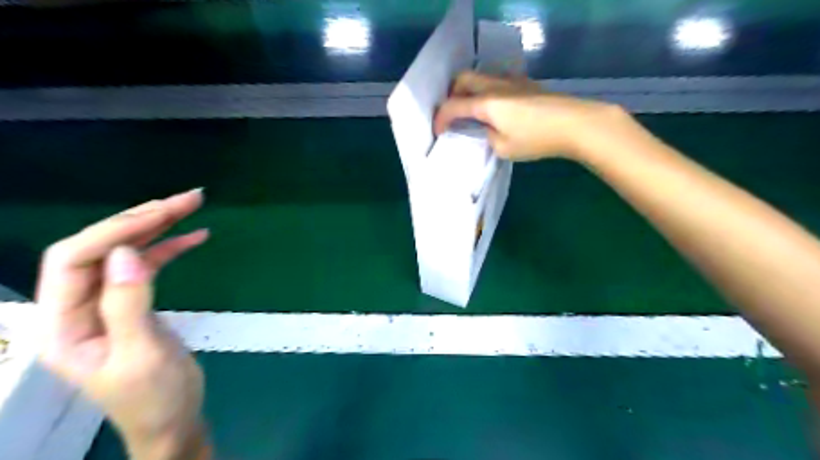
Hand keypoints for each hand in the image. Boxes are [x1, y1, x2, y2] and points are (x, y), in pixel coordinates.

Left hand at [37, 189, 210, 458]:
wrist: (174, 419)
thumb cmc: (154, 398)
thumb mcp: (142, 354)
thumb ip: (128, 303)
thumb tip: (125, 253)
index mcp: (64, 325)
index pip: (73, 260)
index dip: (112, 231)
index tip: (160, 214)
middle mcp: (77, 308)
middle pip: (101, 249)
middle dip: (142, 220)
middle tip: (186, 199)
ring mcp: (106, 304)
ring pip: (126, 252)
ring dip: (159, 228)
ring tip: (192, 206)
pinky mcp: (134, 304)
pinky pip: (147, 267)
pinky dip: (171, 248)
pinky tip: (195, 237)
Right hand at [436, 71, 632, 162]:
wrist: (574, 123)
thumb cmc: (536, 139)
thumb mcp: (503, 148)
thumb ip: (488, 136)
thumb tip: (488, 127)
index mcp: (486, 103)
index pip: (453, 106)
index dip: (440, 119)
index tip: (438, 132)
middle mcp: (495, 85)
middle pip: (462, 79)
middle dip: (451, 95)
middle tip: (452, 114)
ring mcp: (511, 81)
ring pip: (480, 76)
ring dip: (469, 90)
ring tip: (471, 110)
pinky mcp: (525, 83)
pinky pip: (496, 80)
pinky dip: (486, 91)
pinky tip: (495, 107)